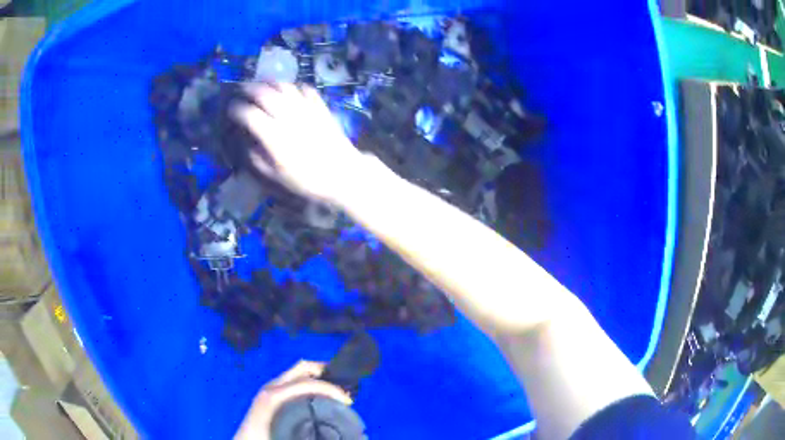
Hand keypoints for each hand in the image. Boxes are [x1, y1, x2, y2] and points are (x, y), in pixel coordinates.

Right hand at [231, 83, 366, 203]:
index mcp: (274, 135)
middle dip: (250, 88)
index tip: (231, 109)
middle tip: (242, 89)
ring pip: (284, 86)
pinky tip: (290, 90)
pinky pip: (305, 89)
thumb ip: (259, 160)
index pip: (249, 114)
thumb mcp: (278, 176)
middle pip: (265, 93)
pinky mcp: (320, 106)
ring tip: (263, 84)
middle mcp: (287, 116)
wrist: (343, 172)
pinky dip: (294, 86)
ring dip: (270, 82)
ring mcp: (306, 108)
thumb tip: (249, 146)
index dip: (237, 110)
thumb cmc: (308, 179)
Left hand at [234, 360, 351, 439]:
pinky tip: (318, 396)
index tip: (348, 401)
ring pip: (297, 372)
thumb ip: (311, 431)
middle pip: (302, 368)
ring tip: (335, 390)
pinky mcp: (271, 395)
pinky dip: (309, 382)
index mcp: (275, 396)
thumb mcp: (287, 435)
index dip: (331, 389)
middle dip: (326, 372)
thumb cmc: (264, 438)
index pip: (308, 383)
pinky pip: (293, 381)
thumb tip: (335, 425)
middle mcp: (272, 387)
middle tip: (345, 386)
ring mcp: (270, 389)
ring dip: (318, 376)